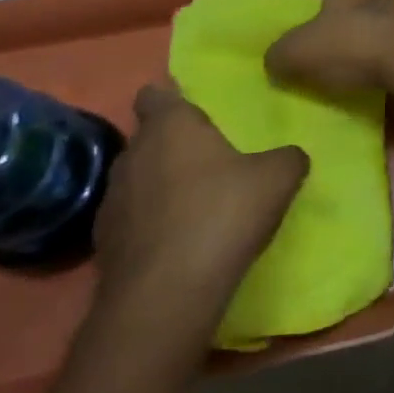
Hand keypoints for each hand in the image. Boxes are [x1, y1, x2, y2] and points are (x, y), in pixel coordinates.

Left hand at [93, 87, 306, 334]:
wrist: (165, 298)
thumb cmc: (222, 216)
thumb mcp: (278, 179)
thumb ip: (287, 157)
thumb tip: (291, 155)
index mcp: (170, 126)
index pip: (155, 94)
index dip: (171, 97)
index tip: (192, 108)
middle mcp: (132, 154)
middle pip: (148, 138)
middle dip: (172, 145)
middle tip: (208, 159)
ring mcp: (110, 201)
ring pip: (137, 179)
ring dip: (159, 186)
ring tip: (193, 204)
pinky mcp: (102, 245)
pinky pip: (131, 220)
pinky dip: (149, 225)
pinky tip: (177, 242)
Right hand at [266, 0, 393, 94]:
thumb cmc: (358, 42)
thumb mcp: (301, 52)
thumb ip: (277, 54)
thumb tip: (276, 61)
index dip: (292, 12)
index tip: (289, 41)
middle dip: (325, 26)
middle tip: (313, 57)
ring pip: (365, 16)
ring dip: (355, 38)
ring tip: (343, 69)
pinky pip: (390, 32)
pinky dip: (379, 48)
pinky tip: (373, 70)